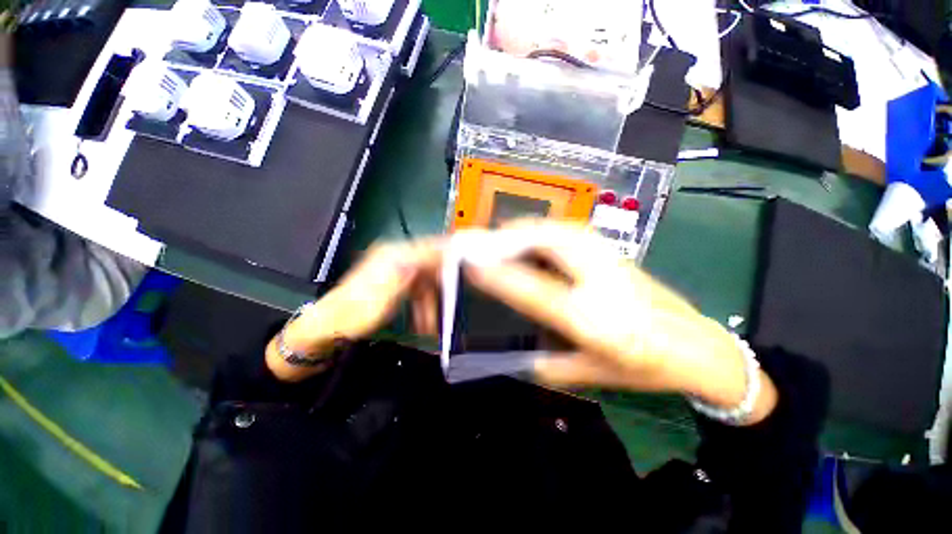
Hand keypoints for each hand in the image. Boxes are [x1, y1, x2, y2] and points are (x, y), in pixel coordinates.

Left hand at [266, 239, 441, 381]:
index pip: (426, 249)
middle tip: (455, 297)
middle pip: (429, 265)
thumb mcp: (383, 297)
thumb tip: (425, 260)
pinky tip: (424, 320)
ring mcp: (395, 270)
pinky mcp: (395, 281)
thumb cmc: (355, 314)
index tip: (463, 262)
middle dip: (442, 284)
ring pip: (425, 281)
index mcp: (391, 257)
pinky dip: (423, 304)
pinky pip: (417, 289)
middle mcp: (394, 258)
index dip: (446, 255)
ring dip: (431, 302)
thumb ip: (406, 276)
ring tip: (434, 324)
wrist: (331, 326)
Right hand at [463, 220, 776, 423]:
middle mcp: (600, 280)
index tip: (470, 267)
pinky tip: (532, 240)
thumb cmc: (645, 367)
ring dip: (525, 231)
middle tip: (483, 246)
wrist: (697, 345)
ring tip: (503, 239)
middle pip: (548, 243)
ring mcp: (609, 259)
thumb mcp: (592, 375)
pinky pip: (568, 231)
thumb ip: (547, 364)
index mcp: (595, 319)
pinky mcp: (612, 251)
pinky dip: (543, 231)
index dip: (500, 277)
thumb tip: (514, 351)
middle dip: (509, 239)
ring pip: (557, 230)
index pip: (537, 292)